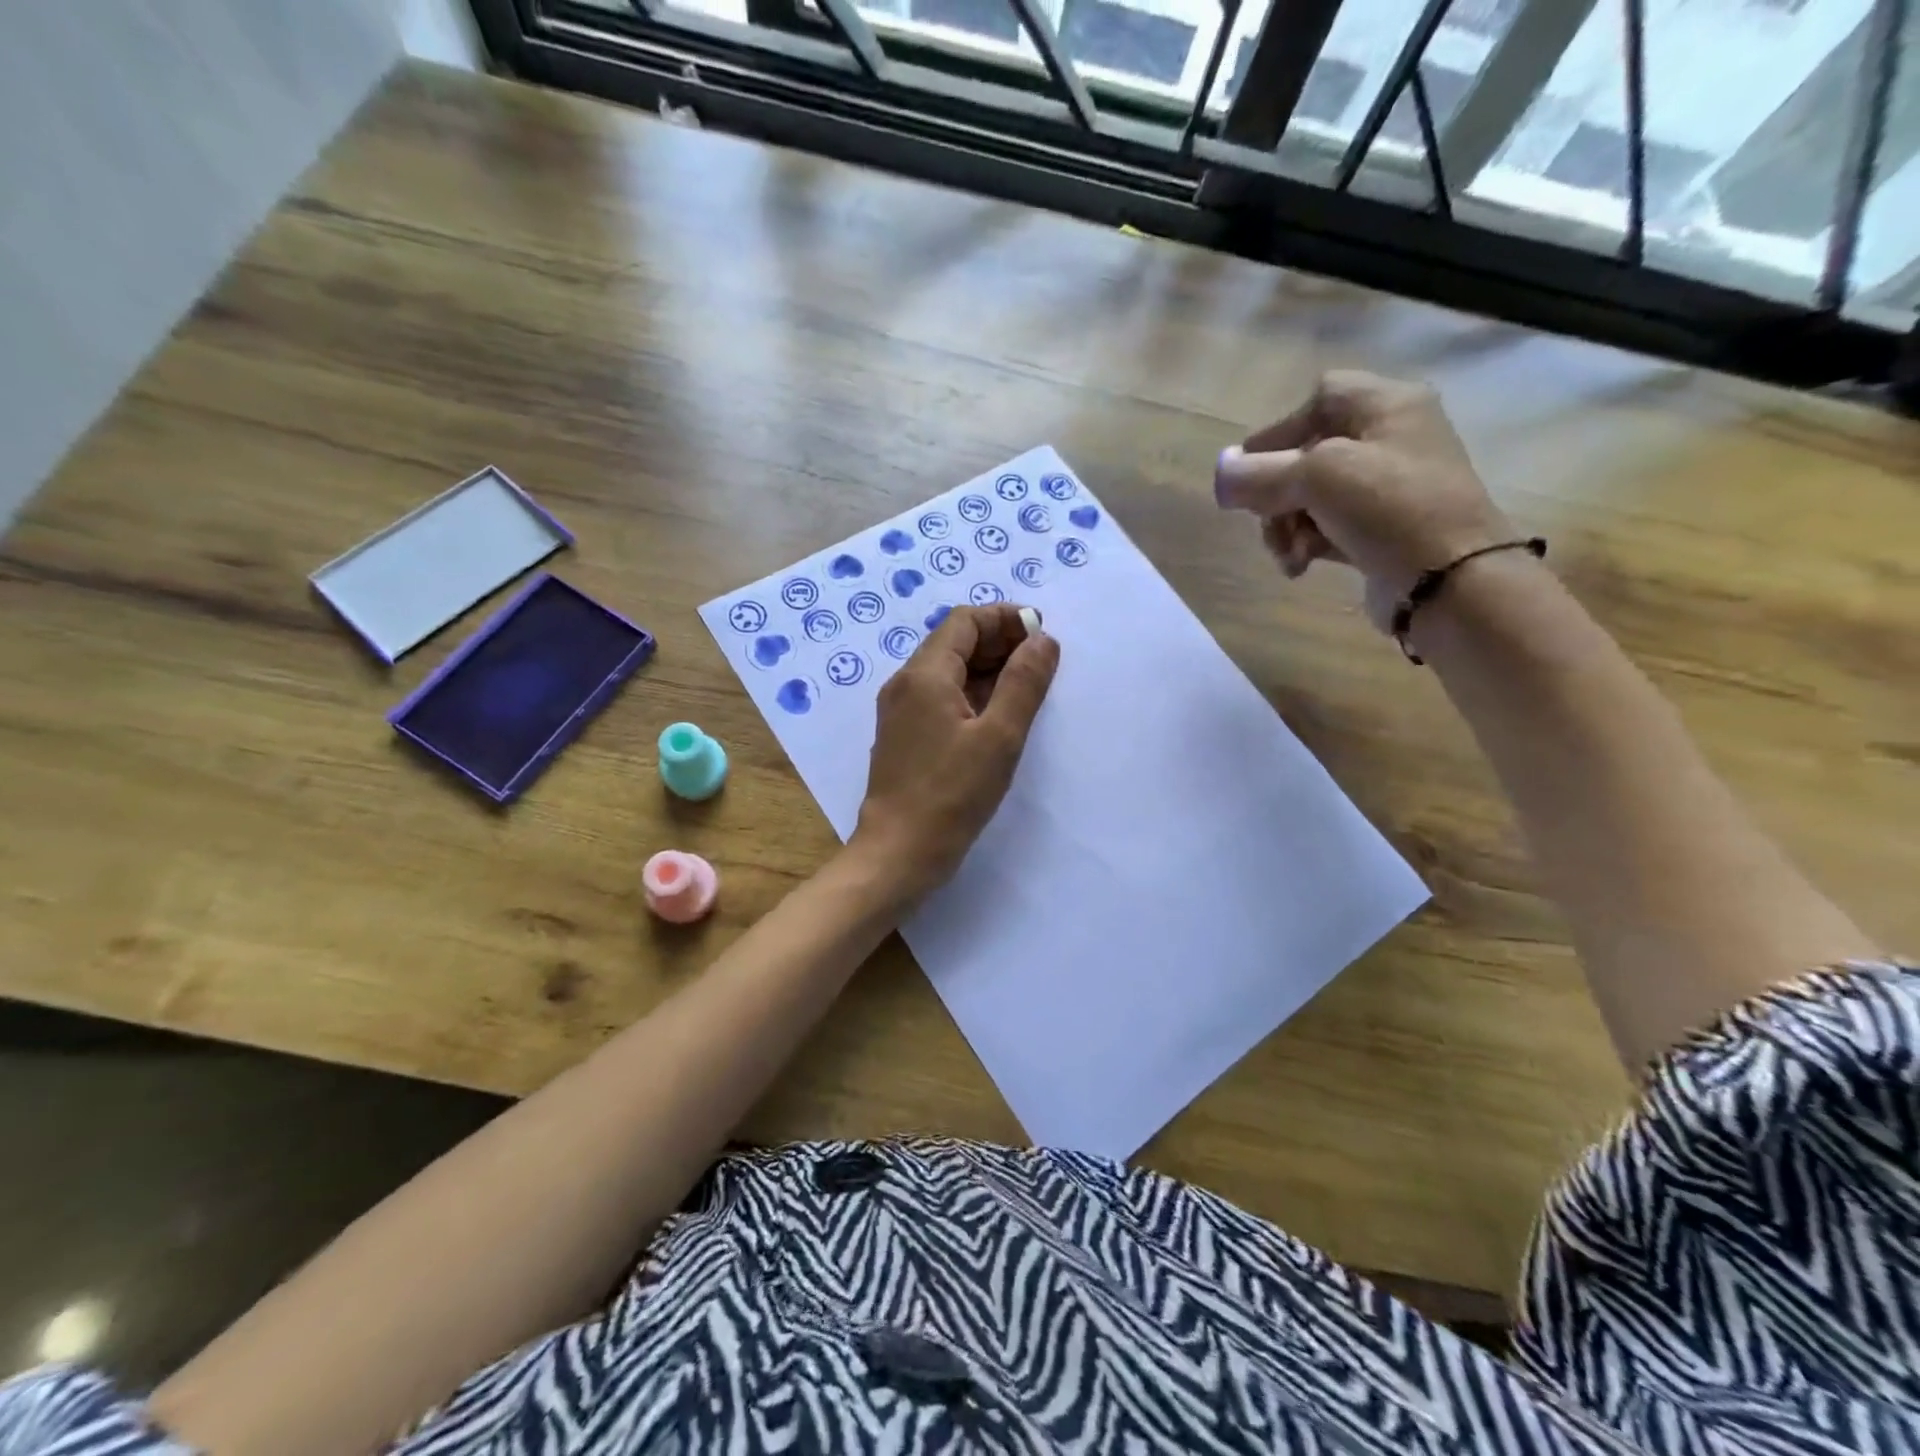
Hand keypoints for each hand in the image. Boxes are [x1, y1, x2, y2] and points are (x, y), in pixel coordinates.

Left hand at [850, 604, 1059, 900]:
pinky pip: (940, 697)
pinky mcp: (904, 735)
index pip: (964, 621)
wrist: (899, 852)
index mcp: (924, 675)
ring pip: (948, 671)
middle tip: (1041, 660)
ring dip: (987, 669)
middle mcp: (905, 684)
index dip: (1004, 619)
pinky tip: (998, 714)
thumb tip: (1042, 640)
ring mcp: (900, 711)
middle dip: (999, 642)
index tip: (1041, 632)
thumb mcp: (999, 737)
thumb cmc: (952, 794)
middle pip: (954, 642)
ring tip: (1027, 685)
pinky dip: (971, 693)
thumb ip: (1023, 683)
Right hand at [1212, 370, 1512, 629]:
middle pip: (1307, 454)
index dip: (1277, 432)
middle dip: (1276, 494)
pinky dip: (1307, 544)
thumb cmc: (1389, 509)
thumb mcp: (1317, 478)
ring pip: (1311, 497)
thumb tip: (1219, 473)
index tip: (1249, 473)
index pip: (1318, 399)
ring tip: (1288, 555)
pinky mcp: (1383, 530)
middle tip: (1266, 523)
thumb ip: (1259, 473)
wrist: (1450, 582)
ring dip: (1286, 526)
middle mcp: (1392, 438)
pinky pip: (1328, 527)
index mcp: (1387, 406)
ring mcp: (1389, 488)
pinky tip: (1301, 566)